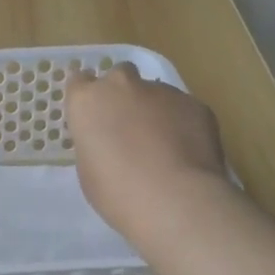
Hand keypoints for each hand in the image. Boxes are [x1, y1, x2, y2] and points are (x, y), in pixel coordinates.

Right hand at [65, 63, 231, 243]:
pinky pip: (183, 109)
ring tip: (164, 146)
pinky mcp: (195, 104)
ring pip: (155, 92)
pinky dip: (182, 124)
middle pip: (120, 75)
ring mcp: (162, 92)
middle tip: (128, 124)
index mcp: (88, 101)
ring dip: (154, 110)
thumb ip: (95, 144)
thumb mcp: (88, 170)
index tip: (92, 112)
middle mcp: (122, 86)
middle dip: (123, 93)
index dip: (87, 96)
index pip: (79, 81)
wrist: (175, 200)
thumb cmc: (117, 192)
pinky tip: (187, 153)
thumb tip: (110, 142)